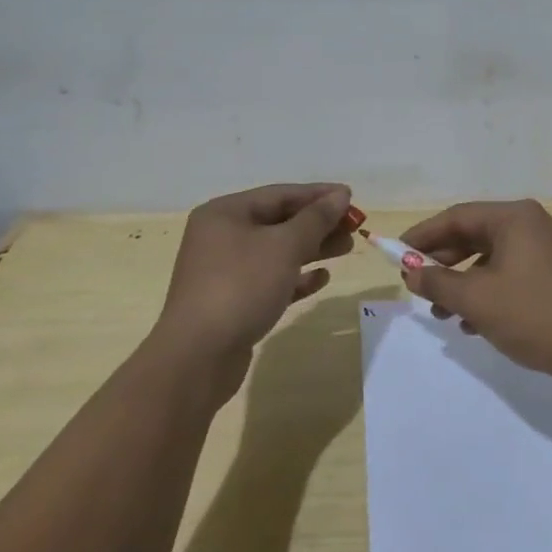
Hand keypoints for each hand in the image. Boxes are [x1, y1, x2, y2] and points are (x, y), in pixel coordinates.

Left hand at [156, 183, 353, 397]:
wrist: (198, 357)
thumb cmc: (241, 287)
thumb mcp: (284, 246)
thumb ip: (316, 219)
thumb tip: (340, 195)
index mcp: (225, 214)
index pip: (280, 195)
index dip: (318, 195)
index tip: (351, 198)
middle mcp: (221, 237)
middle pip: (279, 222)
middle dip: (318, 223)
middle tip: (354, 227)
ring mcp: (225, 271)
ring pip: (277, 251)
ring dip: (313, 249)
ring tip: (347, 248)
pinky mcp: (233, 302)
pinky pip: (271, 280)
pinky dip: (296, 277)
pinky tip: (322, 279)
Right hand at [398, 199, 551, 383]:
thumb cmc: (532, 314)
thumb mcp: (476, 299)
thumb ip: (438, 283)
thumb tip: (412, 273)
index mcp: (514, 217)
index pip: (457, 216)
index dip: (423, 235)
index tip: (396, 254)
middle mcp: (530, 224)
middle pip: (474, 235)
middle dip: (442, 262)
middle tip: (416, 285)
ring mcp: (544, 249)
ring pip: (490, 258)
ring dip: (462, 283)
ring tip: (440, 313)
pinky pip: (508, 274)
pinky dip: (485, 292)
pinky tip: (471, 324)